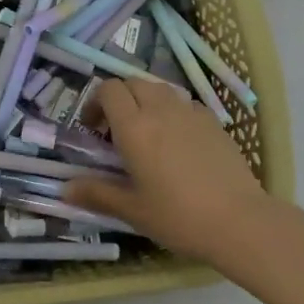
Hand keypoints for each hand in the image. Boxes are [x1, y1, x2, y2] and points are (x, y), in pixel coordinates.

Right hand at [66, 79, 278, 264]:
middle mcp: (160, 110)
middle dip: (120, 99)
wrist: (238, 220)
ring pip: (161, 89)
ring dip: (146, 102)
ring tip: (148, 133)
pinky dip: (173, 112)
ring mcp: (191, 112)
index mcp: (134, 127)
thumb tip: (65, 189)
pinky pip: (185, 104)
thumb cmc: (178, 216)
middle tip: (117, 130)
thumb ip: (97, 194)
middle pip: (133, 83)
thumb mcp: (132, 210)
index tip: (94, 129)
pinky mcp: (214, 121)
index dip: (96, 102)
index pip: (109, 90)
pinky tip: (178, 141)